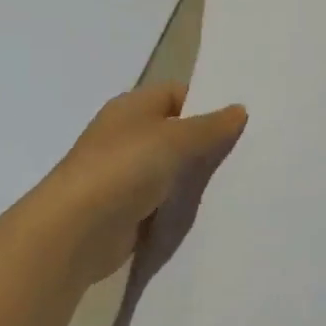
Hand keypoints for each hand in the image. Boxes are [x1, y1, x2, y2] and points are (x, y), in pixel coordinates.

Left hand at [24, 84, 247, 286]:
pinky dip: (183, 204)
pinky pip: (165, 200)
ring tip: (240, 179)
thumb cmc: (124, 169)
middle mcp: (127, 135)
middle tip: (249, 150)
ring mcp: (126, 174)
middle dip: (208, 141)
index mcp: (132, 107)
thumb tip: (239, 109)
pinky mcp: (128, 209)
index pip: (177, 94)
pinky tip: (213, 208)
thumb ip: (210, 126)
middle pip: (177, 131)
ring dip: (197, 176)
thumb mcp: (175, 139)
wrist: (75, 231)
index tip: (242, 120)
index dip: (208, 103)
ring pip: (173, 168)